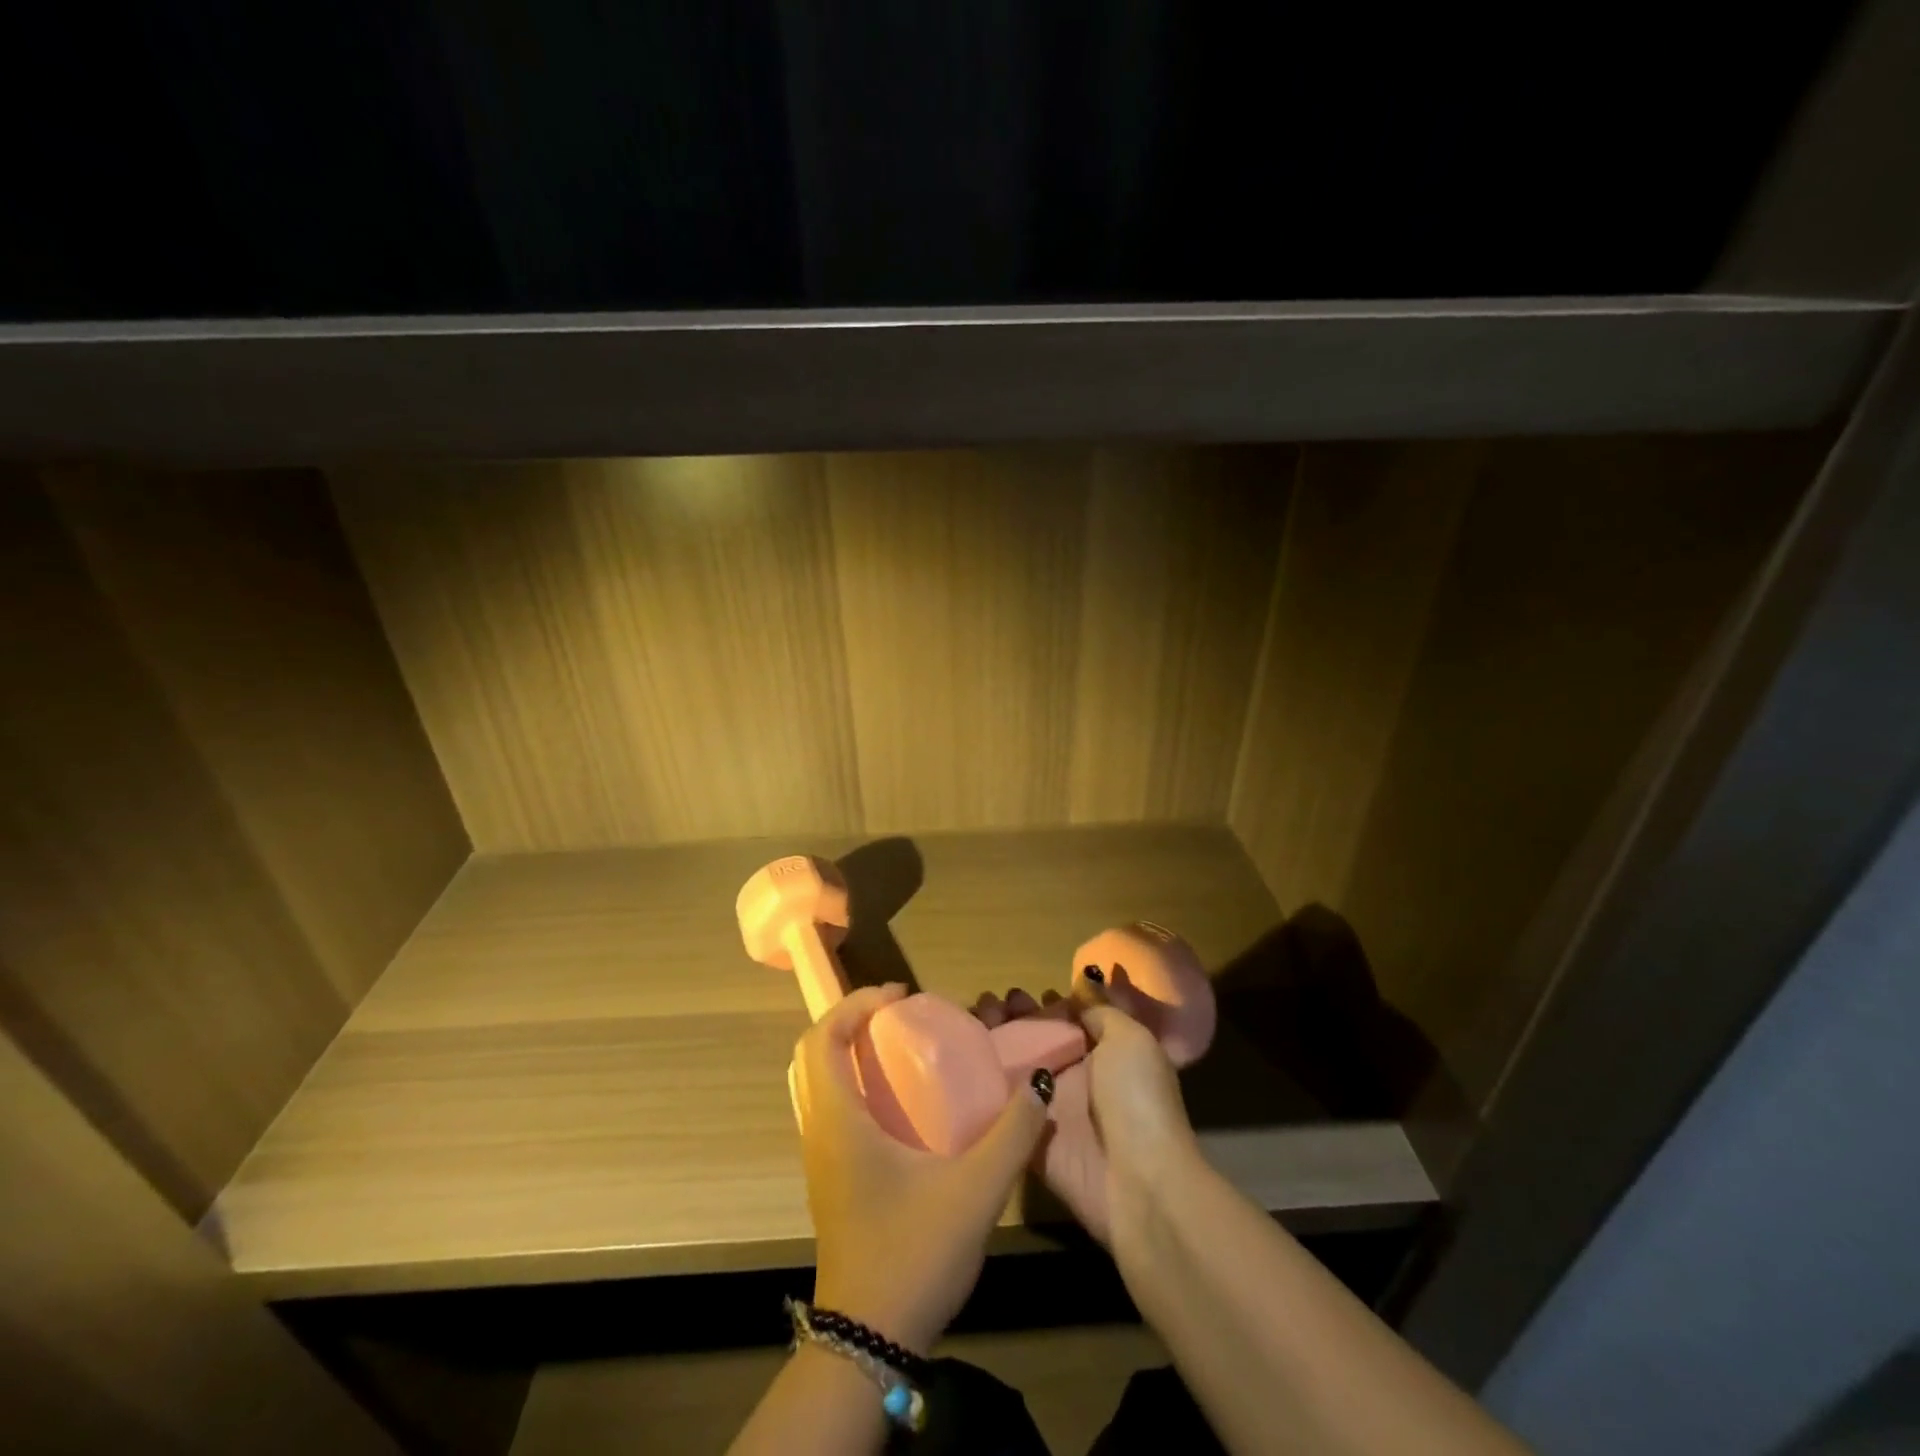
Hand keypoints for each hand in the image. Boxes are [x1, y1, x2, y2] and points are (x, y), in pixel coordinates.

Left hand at [794, 984, 1048, 1354]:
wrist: (869, 1344)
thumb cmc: (913, 1255)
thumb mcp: (975, 1191)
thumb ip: (1013, 1135)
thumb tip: (1039, 1083)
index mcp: (837, 1121)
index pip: (822, 1038)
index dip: (856, 1003)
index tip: (901, 994)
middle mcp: (819, 1131)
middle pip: (814, 1053)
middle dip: (853, 1020)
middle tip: (900, 1015)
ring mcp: (821, 1158)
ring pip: (820, 1082)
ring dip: (852, 1051)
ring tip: (902, 1048)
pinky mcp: (831, 1179)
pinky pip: (832, 1108)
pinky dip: (856, 1083)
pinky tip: (903, 1103)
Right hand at [974, 977, 1196, 1245]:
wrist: (1140, 1184)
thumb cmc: (1138, 1100)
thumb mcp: (1132, 1040)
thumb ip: (1102, 1011)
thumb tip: (1083, 985)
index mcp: (1104, 1052)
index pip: (1067, 1021)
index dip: (1044, 1005)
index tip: (1019, 992)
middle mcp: (1076, 1078)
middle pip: (1037, 1041)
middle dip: (1013, 1019)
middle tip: (989, 1003)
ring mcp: (1051, 1110)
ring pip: (1014, 1068)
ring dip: (993, 1043)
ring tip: (973, 1019)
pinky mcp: (1029, 1140)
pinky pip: (1000, 1107)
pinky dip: (980, 1087)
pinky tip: (959, 1062)